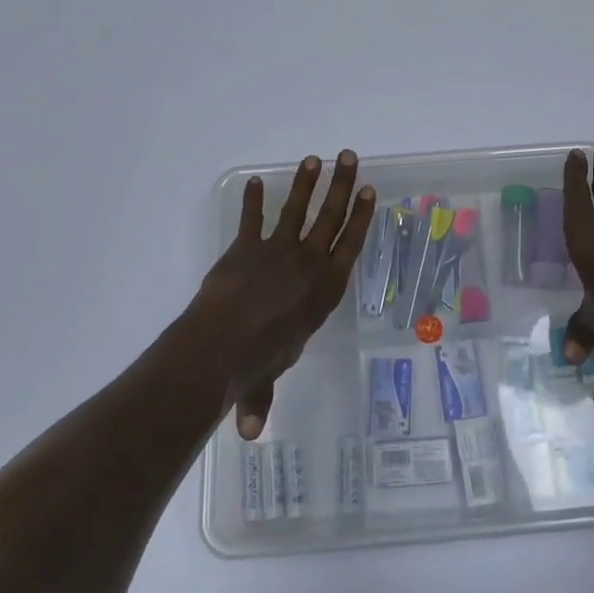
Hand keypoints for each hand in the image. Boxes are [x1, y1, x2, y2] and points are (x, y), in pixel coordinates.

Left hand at [182, 151, 374, 439]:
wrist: (223, 343)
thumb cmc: (258, 361)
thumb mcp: (267, 378)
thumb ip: (260, 399)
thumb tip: (249, 434)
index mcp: (325, 288)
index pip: (351, 243)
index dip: (362, 216)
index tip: (370, 191)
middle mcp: (308, 262)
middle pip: (331, 216)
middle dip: (343, 185)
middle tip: (350, 158)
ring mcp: (276, 250)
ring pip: (297, 208)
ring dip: (306, 182)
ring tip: (315, 159)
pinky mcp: (244, 247)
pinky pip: (251, 218)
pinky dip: (252, 200)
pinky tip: (255, 182)